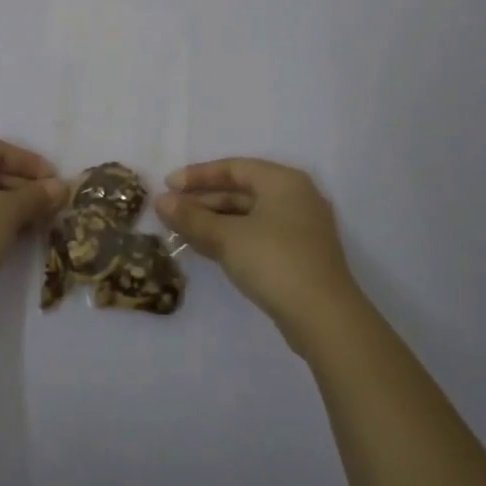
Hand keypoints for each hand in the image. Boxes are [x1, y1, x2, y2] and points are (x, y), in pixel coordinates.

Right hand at [156, 158, 366, 345]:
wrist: (324, 318)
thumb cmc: (274, 262)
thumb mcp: (226, 238)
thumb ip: (191, 217)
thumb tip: (161, 201)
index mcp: (283, 181)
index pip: (234, 167)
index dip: (198, 175)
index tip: (168, 186)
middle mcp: (296, 197)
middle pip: (242, 190)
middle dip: (203, 200)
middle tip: (171, 211)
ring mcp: (301, 228)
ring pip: (248, 215)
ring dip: (214, 221)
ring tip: (181, 230)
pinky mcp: (300, 255)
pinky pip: (258, 234)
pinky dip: (231, 237)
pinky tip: (207, 248)